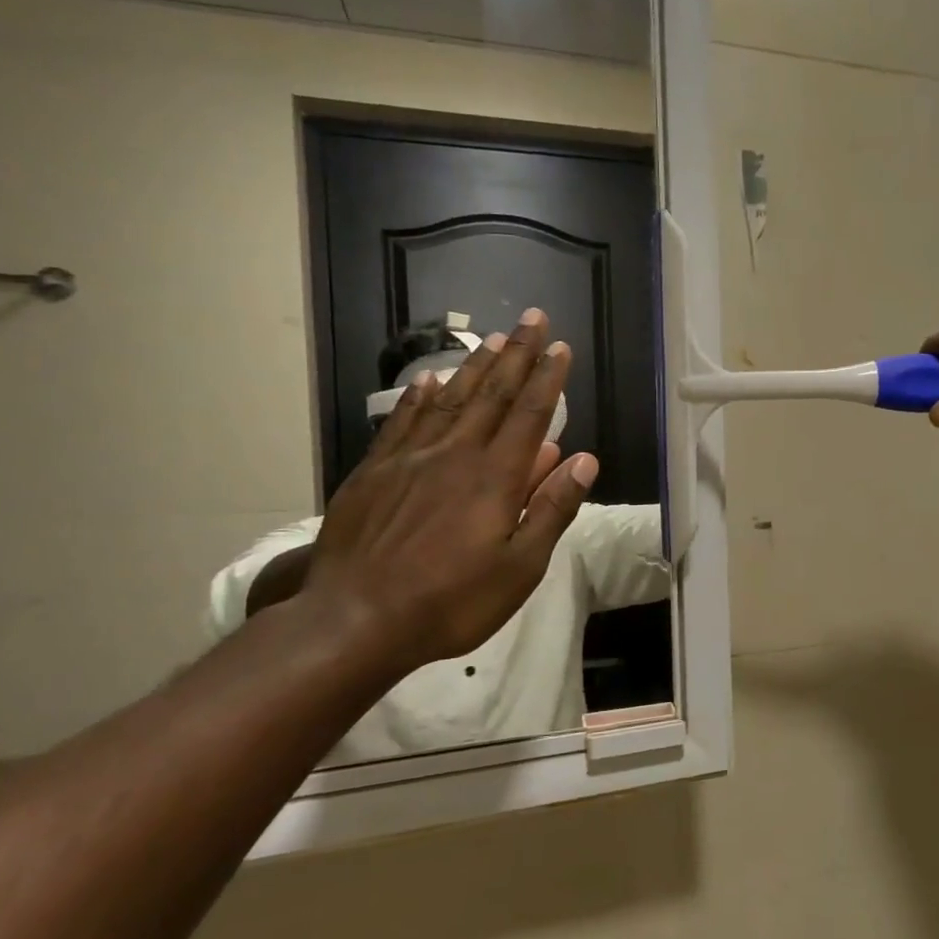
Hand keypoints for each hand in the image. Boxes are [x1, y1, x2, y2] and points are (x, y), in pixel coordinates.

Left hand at [302, 309, 597, 673]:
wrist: (355, 619)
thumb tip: (583, 460)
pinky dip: (418, 397)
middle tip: (532, 319)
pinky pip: (402, 422)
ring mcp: (409, 460)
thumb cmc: (451, 601)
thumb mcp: (520, 567)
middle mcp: (454, 455)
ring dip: (474, 366)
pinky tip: (427, 380)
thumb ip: (551, 509)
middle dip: (516, 354)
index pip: (529, 415)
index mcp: (494, 478)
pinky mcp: (374, 473)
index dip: (548, 379)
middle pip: (491, 394)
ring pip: (449, 400)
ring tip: (492, 338)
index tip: (561, 347)